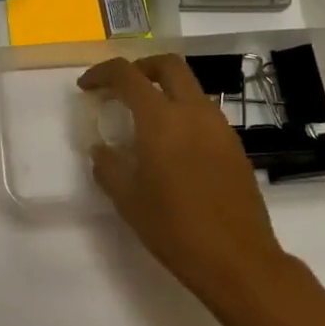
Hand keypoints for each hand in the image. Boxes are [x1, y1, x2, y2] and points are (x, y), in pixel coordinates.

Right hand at [77, 55, 288, 312]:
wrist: (238, 260)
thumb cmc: (174, 228)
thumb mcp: (127, 199)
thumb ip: (108, 166)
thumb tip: (101, 149)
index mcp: (161, 120)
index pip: (127, 75)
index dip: (102, 73)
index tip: (86, 87)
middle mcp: (193, 112)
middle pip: (168, 65)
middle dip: (140, 67)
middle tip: (120, 87)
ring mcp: (220, 127)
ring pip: (190, 87)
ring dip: (164, 90)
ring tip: (143, 119)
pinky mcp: (234, 146)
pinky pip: (204, 113)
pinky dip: (182, 112)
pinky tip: (171, 146)